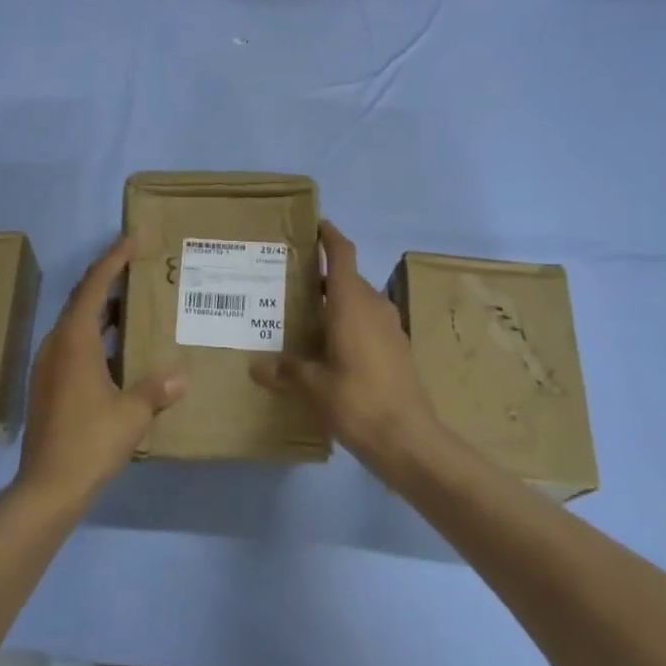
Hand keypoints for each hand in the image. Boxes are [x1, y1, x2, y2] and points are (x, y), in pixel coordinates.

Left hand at [14, 236, 183, 513]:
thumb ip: (156, 390)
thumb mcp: (132, 414)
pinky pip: (73, 343)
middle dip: (107, 278)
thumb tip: (180, 377)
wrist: (47, 486)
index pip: (95, 286)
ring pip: (76, 323)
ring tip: (132, 302)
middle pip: (82, 299)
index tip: (131, 239)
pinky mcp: (48, 384)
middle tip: (134, 263)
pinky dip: (95, 334)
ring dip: (102, 308)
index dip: (113, 259)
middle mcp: (57, 344)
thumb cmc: (91, 441)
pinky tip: (117, 347)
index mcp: (75, 340)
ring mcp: (48, 364)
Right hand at [252, 221, 438, 475]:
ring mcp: (390, 328)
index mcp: (352, 302)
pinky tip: (328, 349)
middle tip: (290, 283)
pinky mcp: (398, 350)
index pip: (343, 253)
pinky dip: (348, 324)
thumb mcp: (312, 386)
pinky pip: (369, 323)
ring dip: (336, 303)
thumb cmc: (357, 401)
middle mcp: (374, 306)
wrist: (409, 440)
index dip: (329, 236)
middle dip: (323, 276)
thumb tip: (257, 366)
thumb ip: (286, 370)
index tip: (314, 225)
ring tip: (304, 316)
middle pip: (348, 278)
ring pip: (359, 302)